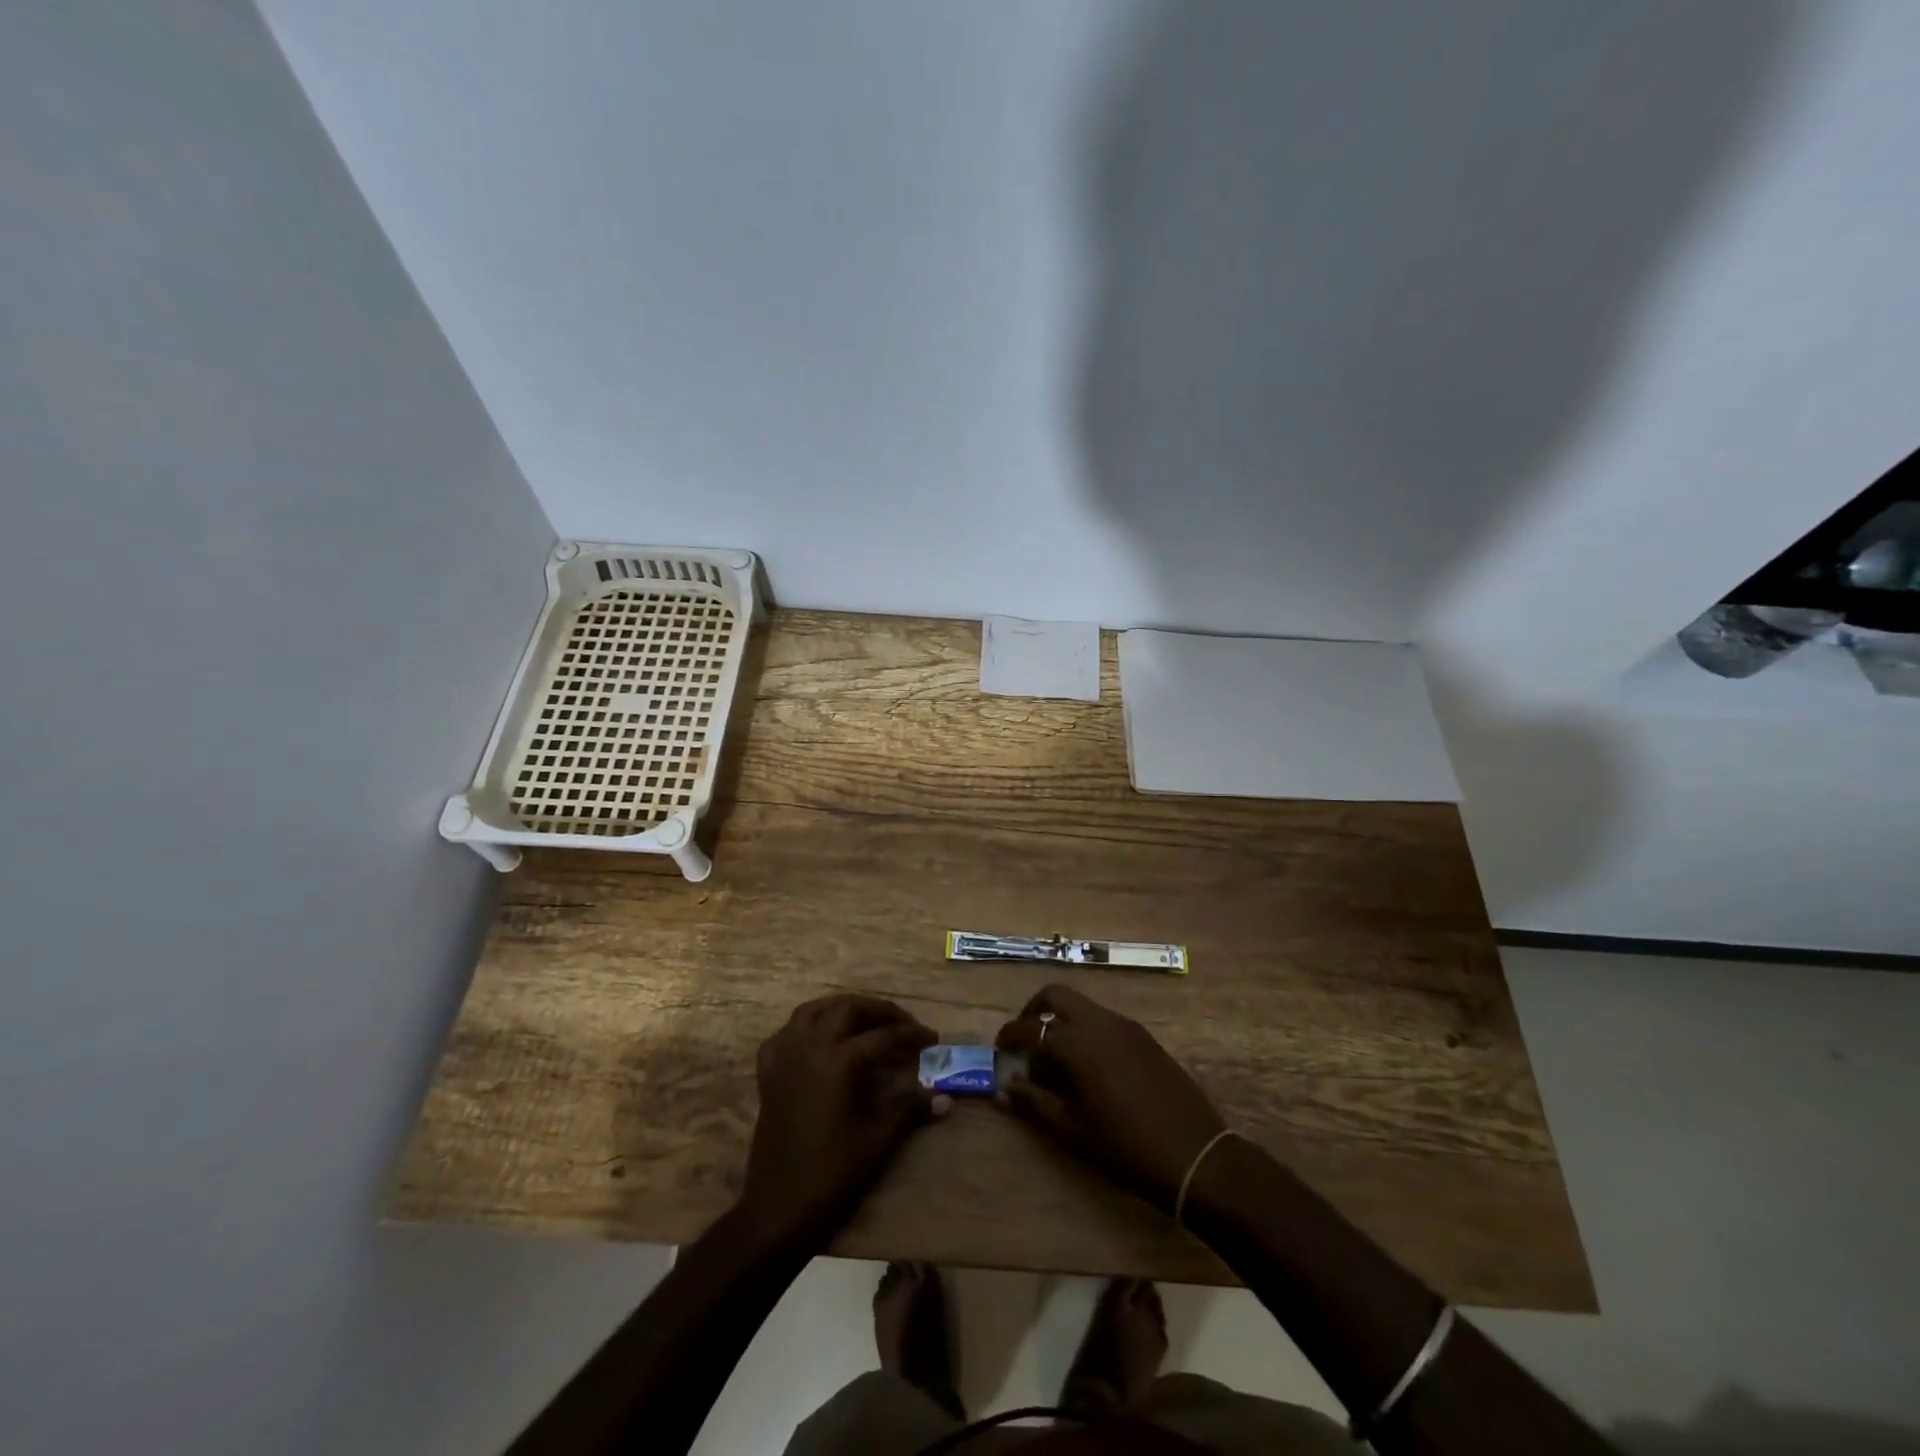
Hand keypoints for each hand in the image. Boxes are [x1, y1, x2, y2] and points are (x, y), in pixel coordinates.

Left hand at [738, 993, 939, 1247]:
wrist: (779, 1209)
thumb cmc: (832, 1174)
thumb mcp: (878, 1139)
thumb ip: (909, 1109)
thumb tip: (944, 1098)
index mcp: (838, 1061)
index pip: (883, 1036)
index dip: (911, 1035)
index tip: (932, 1038)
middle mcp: (809, 1046)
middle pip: (848, 1009)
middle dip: (878, 1011)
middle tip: (902, 1024)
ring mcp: (784, 1057)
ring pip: (814, 1010)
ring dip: (842, 1009)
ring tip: (865, 1021)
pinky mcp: (768, 1073)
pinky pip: (787, 1033)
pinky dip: (807, 1027)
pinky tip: (821, 1040)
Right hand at [996, 984, 1225, 1211]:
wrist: (1195, 1155)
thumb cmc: (1125, 1148)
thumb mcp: (1072, 1130)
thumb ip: (1034, 1102)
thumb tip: (1005, 1087)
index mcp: (1077, 1043)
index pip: (1030, 1027)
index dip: (1010, 1035)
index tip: (999, 1049)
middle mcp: (1099, 1022)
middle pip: (1056, 995)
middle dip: (1034, 1011)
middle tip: (1025, 1040)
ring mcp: (1125, 1026)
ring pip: (1082, 1006)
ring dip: (1061, 1020)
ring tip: (1054, 1057)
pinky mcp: (1144, 1036)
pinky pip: (1104, 1019)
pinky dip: (1085, 1029)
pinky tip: (1087, 1064)